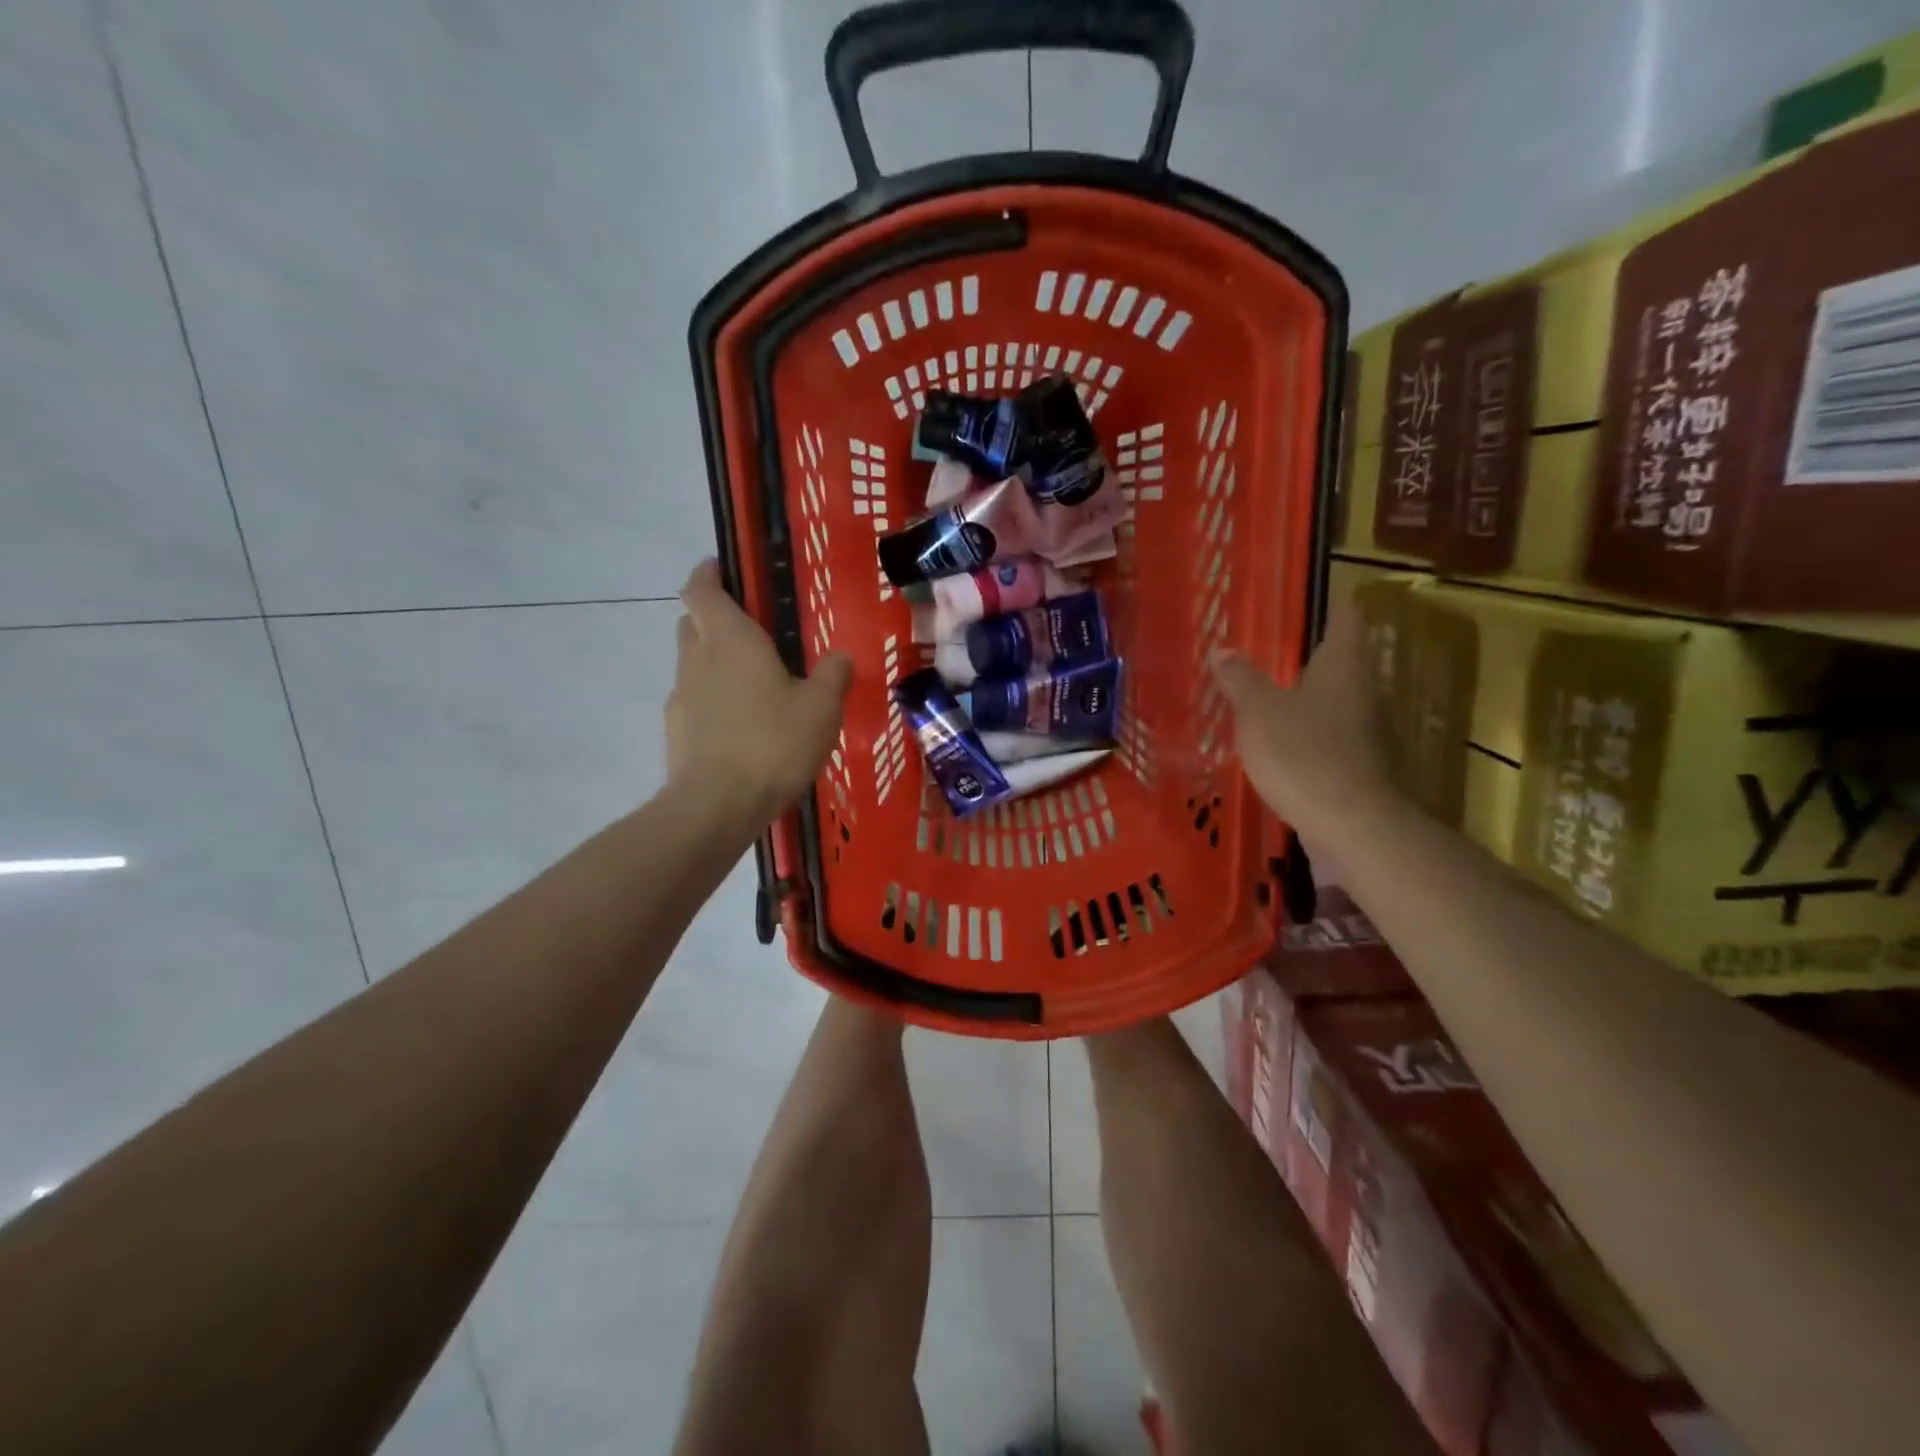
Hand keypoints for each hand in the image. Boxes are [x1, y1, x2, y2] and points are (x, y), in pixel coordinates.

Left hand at [667, 560, 852, 822]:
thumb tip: (840, 656)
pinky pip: (695, 702)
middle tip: (751, 633)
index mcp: (730, 640)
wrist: (718, 805)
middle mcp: (697, 659)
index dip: (707, 574)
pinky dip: (713, 702)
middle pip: (694, 624)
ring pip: (693, 664)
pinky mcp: (676, 732)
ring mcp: (681, 697)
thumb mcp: (821, 708)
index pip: (701, 589)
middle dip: (714, 619)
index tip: (720, 568)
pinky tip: (741, 728)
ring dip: (715, 664)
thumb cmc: (773, 743)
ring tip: (754, 687)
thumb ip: (833, 676)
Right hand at [1210, 600, 1397, 837]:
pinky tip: (1283, 745)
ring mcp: (1368, 730)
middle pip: (1343, 661)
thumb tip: (1223, 650)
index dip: (1331, 605)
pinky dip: (1310, 734)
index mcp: (1343, 666)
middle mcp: (1364, 690)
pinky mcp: (1361, 765)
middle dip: (1311, 655)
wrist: (1350, 825)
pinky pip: (1332, 736)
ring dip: (1309, 697)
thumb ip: (1240, 680)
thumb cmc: (1302, 754)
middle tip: (1272, 651)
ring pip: (1337, 700)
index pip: (1346, 618)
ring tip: (1270, 697)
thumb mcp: (1258, 713)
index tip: (1306, 601)